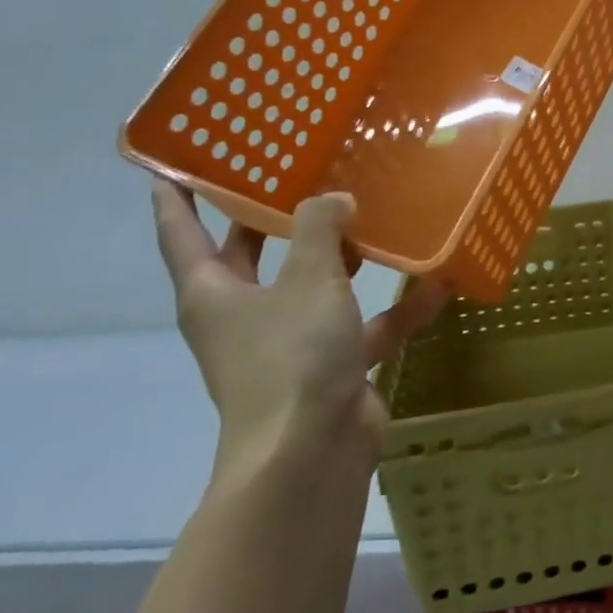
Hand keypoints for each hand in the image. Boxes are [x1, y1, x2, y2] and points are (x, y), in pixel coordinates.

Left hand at [151, 183, 447, 478]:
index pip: (182, 232)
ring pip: (314, 288)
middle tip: (297, 170)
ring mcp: (289, 343)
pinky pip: (363, 327)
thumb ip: (321, 229)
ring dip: (342, 259)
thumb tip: (335, 199)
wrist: (312, 451)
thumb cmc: (292, 355)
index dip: (177, 195)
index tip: (176, 160)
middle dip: (271, 218)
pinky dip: (395, 310)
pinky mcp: (331, 367)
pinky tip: (436, 285)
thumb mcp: (309, 279)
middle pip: (252, 255)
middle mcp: (244, 315)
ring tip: (373, 215)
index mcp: (214, 292)